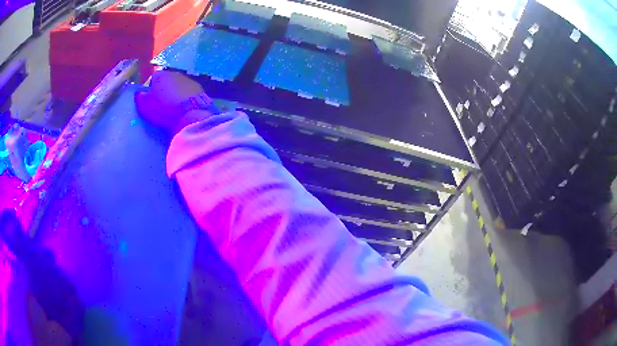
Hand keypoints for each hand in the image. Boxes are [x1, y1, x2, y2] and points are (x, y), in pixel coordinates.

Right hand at [135, 70, 212, 134]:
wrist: (191, 113)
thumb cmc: (164, 109)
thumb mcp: (147, 106)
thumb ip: (141, 98)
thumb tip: (139, 93)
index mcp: (161, 75)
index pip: (153, 78)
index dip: (151, 88)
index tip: (151, 99)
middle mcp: (175, 73)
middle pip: (167, 80)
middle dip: (164, 89)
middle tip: (162, 103)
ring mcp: (188, 79)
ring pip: (179, 84)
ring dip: (176, 92)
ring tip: (174, 106)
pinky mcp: (199, 88)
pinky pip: (189, 91)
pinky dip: (186, 97)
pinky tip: (185, 107)